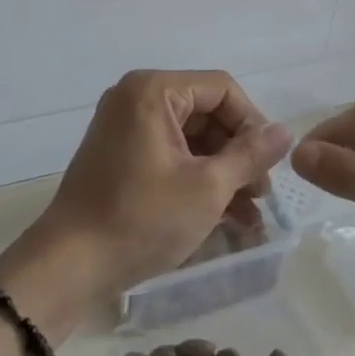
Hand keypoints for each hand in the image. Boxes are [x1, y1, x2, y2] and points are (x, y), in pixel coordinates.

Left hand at [0, 70, 291, 335]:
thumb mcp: (208, 187)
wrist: (69, 266)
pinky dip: (198, 179)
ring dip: (224, 171)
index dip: (253, 124)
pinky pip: (171, 155)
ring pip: (193, 138)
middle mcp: (136, 99)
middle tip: (261, 192)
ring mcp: (126, 128)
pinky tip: (226, 216)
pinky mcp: (121, 157)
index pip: (222, 89)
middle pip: (208, 112)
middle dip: (239, 153)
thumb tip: (285, 131)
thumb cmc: (141, 219)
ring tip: (250, 213)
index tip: (269, 165)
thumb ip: (251, 154)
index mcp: (153, 91)